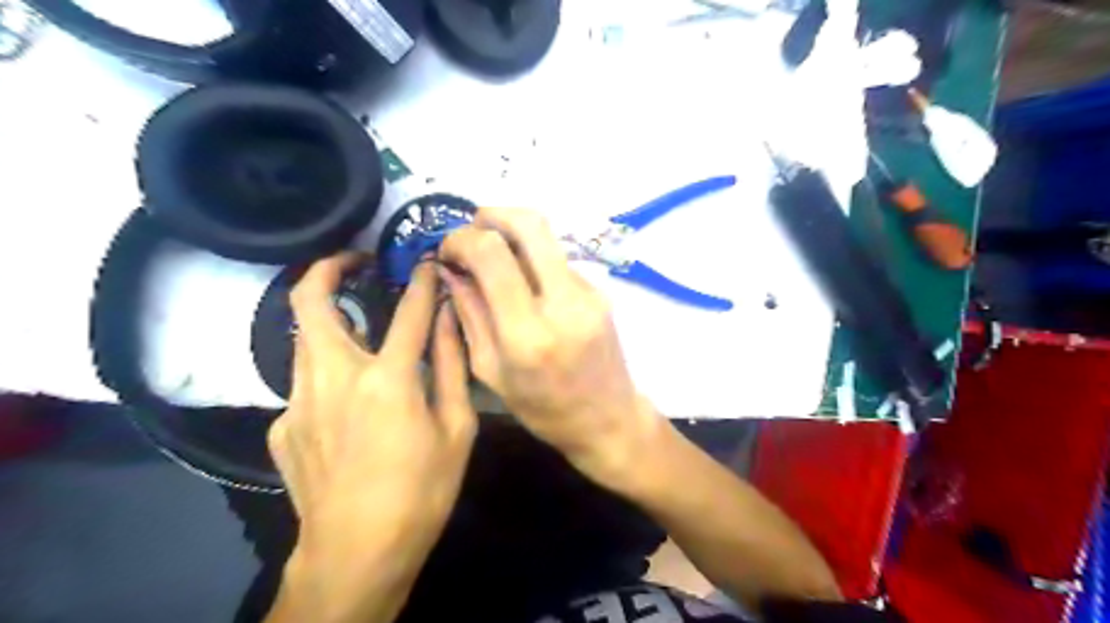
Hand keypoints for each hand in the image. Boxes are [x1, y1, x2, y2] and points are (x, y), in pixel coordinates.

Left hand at [271, 253, 479, 621]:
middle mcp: (334, 378)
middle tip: (353, 260)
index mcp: (387, 379)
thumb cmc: (421, 491)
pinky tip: (347, 402)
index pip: (408, 310)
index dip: (422, 280)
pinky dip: (327, 373)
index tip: (427, 262)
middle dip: (328, 268)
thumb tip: (449, 319)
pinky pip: (304, 383)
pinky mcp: (281, 426)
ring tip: (357, 323)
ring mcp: (298, 402)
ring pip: (303, 339)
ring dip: (328, 319)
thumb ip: (451, 366)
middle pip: (312, 303)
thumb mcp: (456, 428)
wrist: (357, 553)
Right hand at [438, 208, 661, 488]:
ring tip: (493, 256)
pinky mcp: (600, 291)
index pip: (492, 255)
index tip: (448, 250)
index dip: (462, 239)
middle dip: (492, 214)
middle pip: (530, 224)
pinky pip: (558, 259)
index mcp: (528, 334)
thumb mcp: (491, 372)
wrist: (609, 419)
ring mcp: (588, 293)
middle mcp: (563, 304)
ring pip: (546, 238)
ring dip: (513, 234)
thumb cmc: (544, 409)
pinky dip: (534, 259)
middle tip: (472, 228)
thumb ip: (470, 314)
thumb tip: (451, 270)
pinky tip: (525, 282)